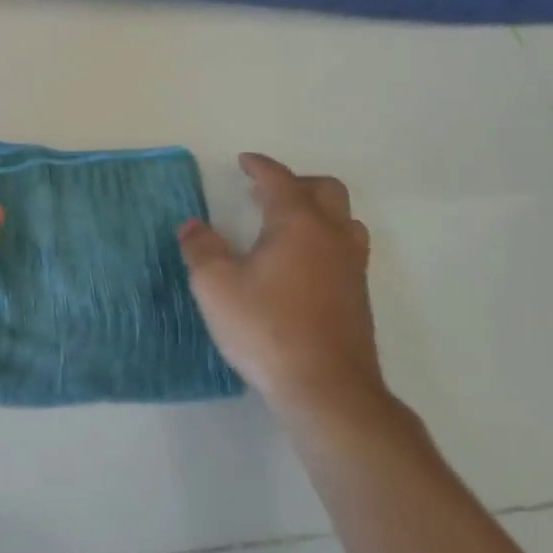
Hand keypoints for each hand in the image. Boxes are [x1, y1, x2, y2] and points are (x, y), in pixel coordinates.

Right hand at [178, 153, 382, 419]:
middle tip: (266, 193)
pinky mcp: (359, 297)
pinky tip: (302, 265)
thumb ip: (201, 249)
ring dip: (318, 211)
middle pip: (326, 190)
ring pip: (344, 219)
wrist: (328, 390)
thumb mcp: (216, 286)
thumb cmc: (268, 328)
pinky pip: (347, 248)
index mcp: (298, 223)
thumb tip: (193, 226)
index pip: (280, 180)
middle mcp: (331, 236)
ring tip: (288, 226)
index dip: (260, 166)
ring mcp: (352, 267)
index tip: (245, 162)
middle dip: (296, 182)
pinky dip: (325, 240)